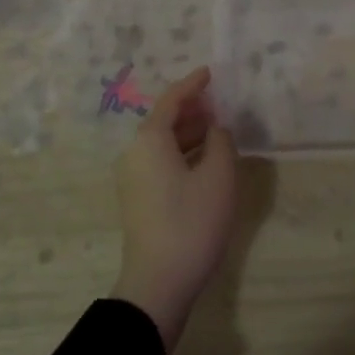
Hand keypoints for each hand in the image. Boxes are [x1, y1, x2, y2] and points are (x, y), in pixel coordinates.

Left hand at [112, 66, 239, 352]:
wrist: (158, 282)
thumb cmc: (192, 222)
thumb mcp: (219, 176)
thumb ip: (221, 142)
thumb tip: (216, 129)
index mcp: (150, 140)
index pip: (172, 100)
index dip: (192, 85)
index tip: (210, 72)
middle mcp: (134, 153)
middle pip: (163, 120)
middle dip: (191, 109)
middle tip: (218, 103)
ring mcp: (132, 178)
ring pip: (162, 144)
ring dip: (188, 134)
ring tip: (216, 130)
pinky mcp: (137, 200)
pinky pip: (160, 162)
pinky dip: (182, 154)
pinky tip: (204, 161)